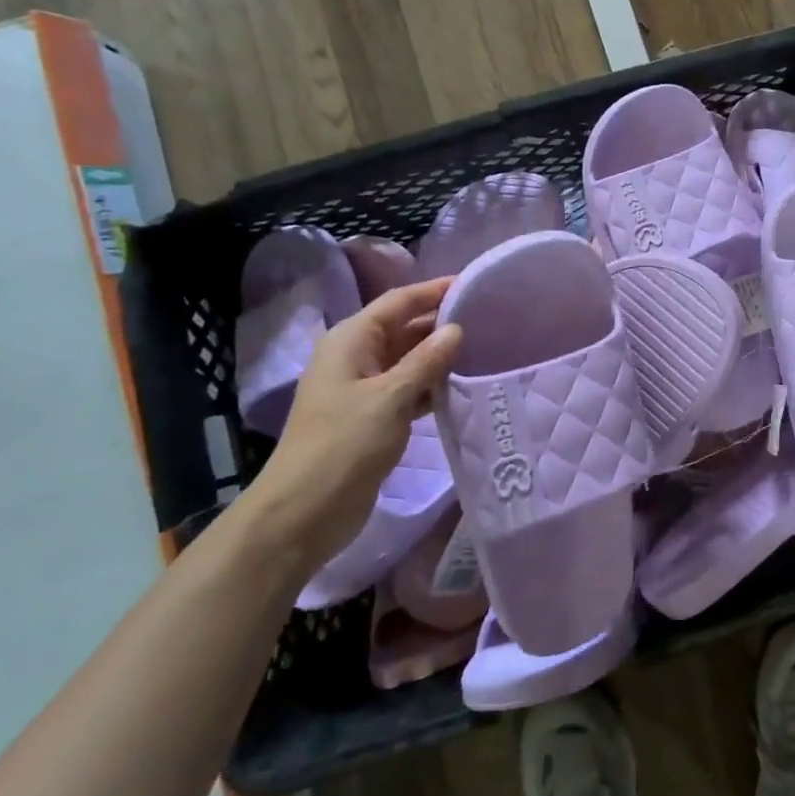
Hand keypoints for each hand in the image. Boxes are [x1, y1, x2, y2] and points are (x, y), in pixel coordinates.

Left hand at [256, 279, 461, 568]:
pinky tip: (461, 386)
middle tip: (490, 317)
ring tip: (485, 348)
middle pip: (404, 327)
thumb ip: (427, 360)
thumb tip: (456, 329)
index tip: (475, 284)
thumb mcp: (391, 397)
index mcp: (351, 341)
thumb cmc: (344, 445)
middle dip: (442, 322)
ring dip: (440, 355)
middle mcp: (355, 357)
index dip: (435, 290)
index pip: (399, 302)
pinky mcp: (372, 417)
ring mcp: (363, 388)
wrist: (304, 511)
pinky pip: (408, 388)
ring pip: (408, 359)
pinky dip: (432, 385)